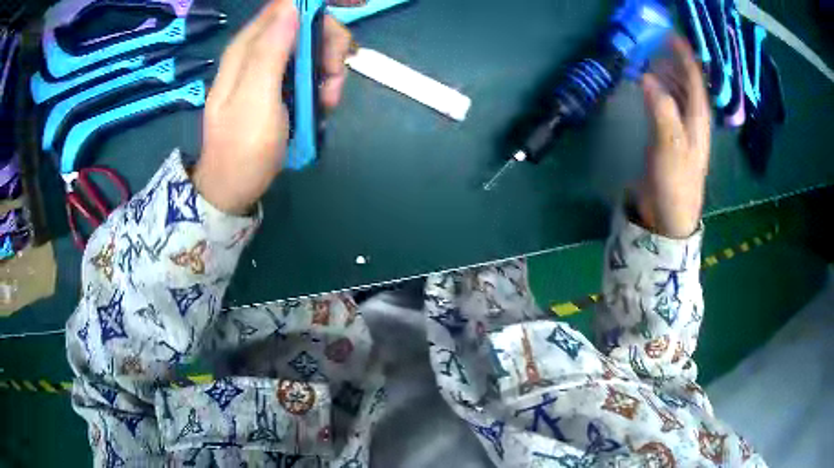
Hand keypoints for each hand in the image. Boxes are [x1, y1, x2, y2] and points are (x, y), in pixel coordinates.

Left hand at [194, 0, 351, 214]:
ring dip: (329, 69)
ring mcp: (269, 69)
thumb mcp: (255, 100)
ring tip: (328, 100)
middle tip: (333, 76)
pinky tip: (322, 105)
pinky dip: (323, 83)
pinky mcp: (280, 86)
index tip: (352, 10)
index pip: (286, 5)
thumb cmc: (243, 148)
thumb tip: (292, 8)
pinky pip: (310, 70)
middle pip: (305, 24)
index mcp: (247, 48)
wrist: (233, 188)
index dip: (317, 5)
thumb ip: (270, 52)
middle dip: (329, 44)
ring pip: (312, 48)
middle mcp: (258, 51)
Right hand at [635, 36, 710, 237]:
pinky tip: (648, 88)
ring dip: (666, 76)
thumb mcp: (670, 146)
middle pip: (687, 84)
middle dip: (674, 63)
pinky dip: (659, 92)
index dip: (685, 57)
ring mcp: (682, 129)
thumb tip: (647, 77)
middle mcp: (693, 120)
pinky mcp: (670, 138)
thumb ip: (661, 109)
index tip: (672, 36)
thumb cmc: (675, 182)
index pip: (694, 79)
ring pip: (678, 94)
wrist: (669, 216)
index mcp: (698, 119)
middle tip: (655, 45)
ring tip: (650, 60)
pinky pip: (667, 105)